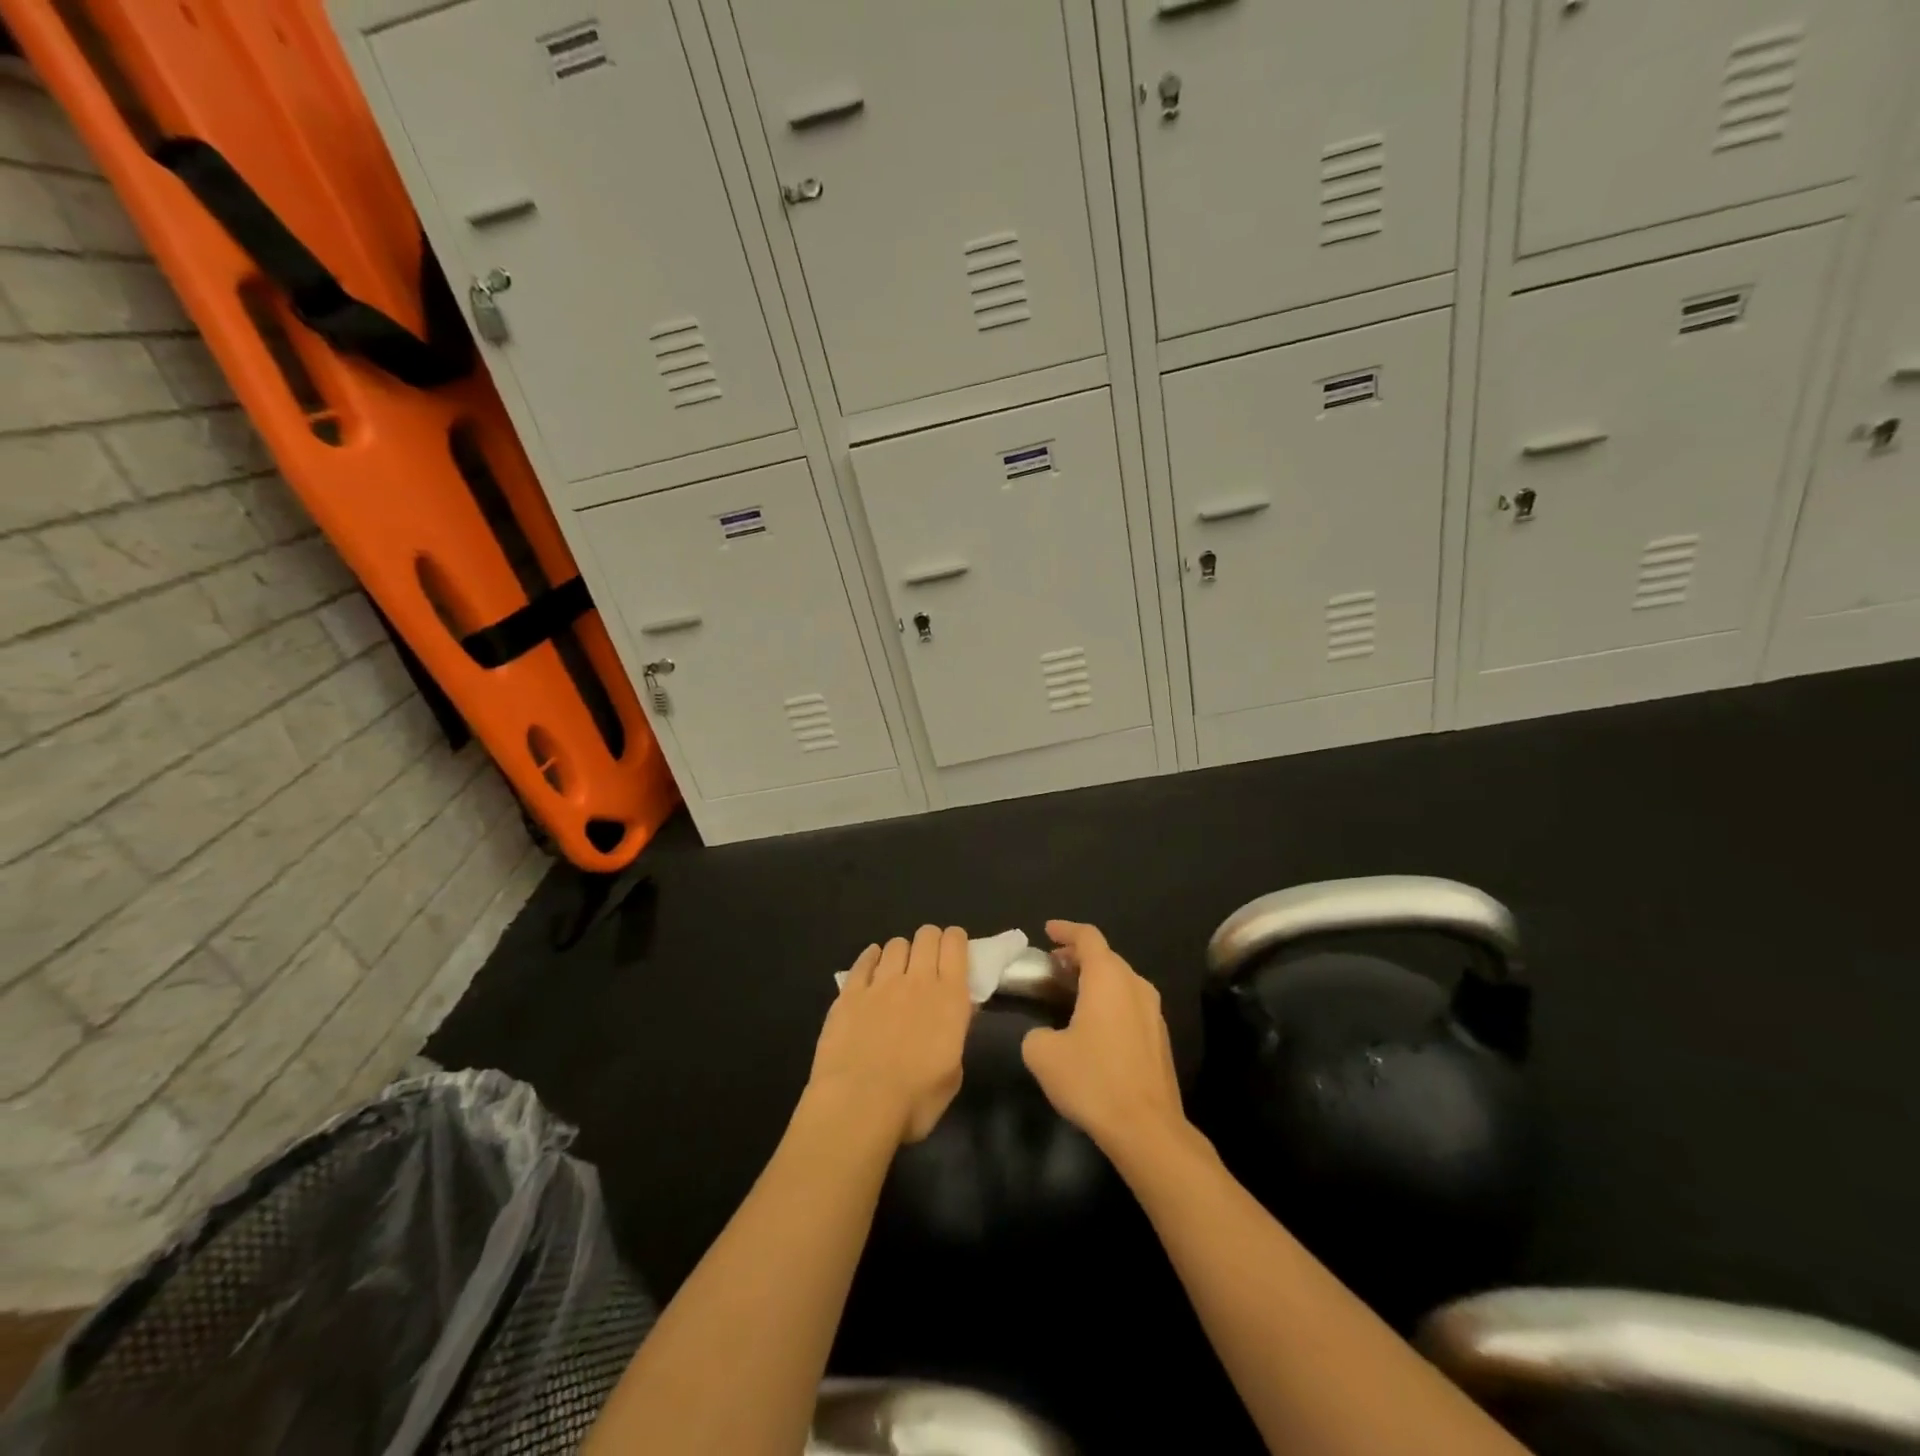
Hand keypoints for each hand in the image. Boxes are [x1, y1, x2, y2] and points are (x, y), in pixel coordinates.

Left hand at [808, 925, 973, 1144]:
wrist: (858, 1106)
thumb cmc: (914, 1101)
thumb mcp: (952, 1075)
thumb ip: (955, 1036)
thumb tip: (956, 1015)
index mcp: (949, 998)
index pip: (955, 944)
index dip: (956, 940)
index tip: (955, 951)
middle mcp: (917, 981)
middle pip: (926, 936)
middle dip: (930, 941)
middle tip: (928, 961)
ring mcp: (880, 984)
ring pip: (895, 945)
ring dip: (901, 952)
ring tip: (898, 969)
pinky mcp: (849, 993)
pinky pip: (863, 961)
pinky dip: (870, 958)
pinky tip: (871, 965)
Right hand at [1021, 920, 1188, 1158]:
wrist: (1147, 1128)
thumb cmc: (1093, 1080)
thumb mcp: (1043, 1054)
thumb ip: (1036, 1033)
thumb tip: (1046, 1035)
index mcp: (1108, 978)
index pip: (1088, 937)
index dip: (1065, 930)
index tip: (1047, 930)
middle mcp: (1135, 985)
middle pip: (1106, 957)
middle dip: (1078, 955)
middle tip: (1053, 964)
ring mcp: (1153, 1012)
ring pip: (1120, 980)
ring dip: (1095, 979)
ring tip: (1070, 990)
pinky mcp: (1160, 1037)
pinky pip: (1130, 1003)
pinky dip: (1109, 1000)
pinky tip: (1093, 1023)